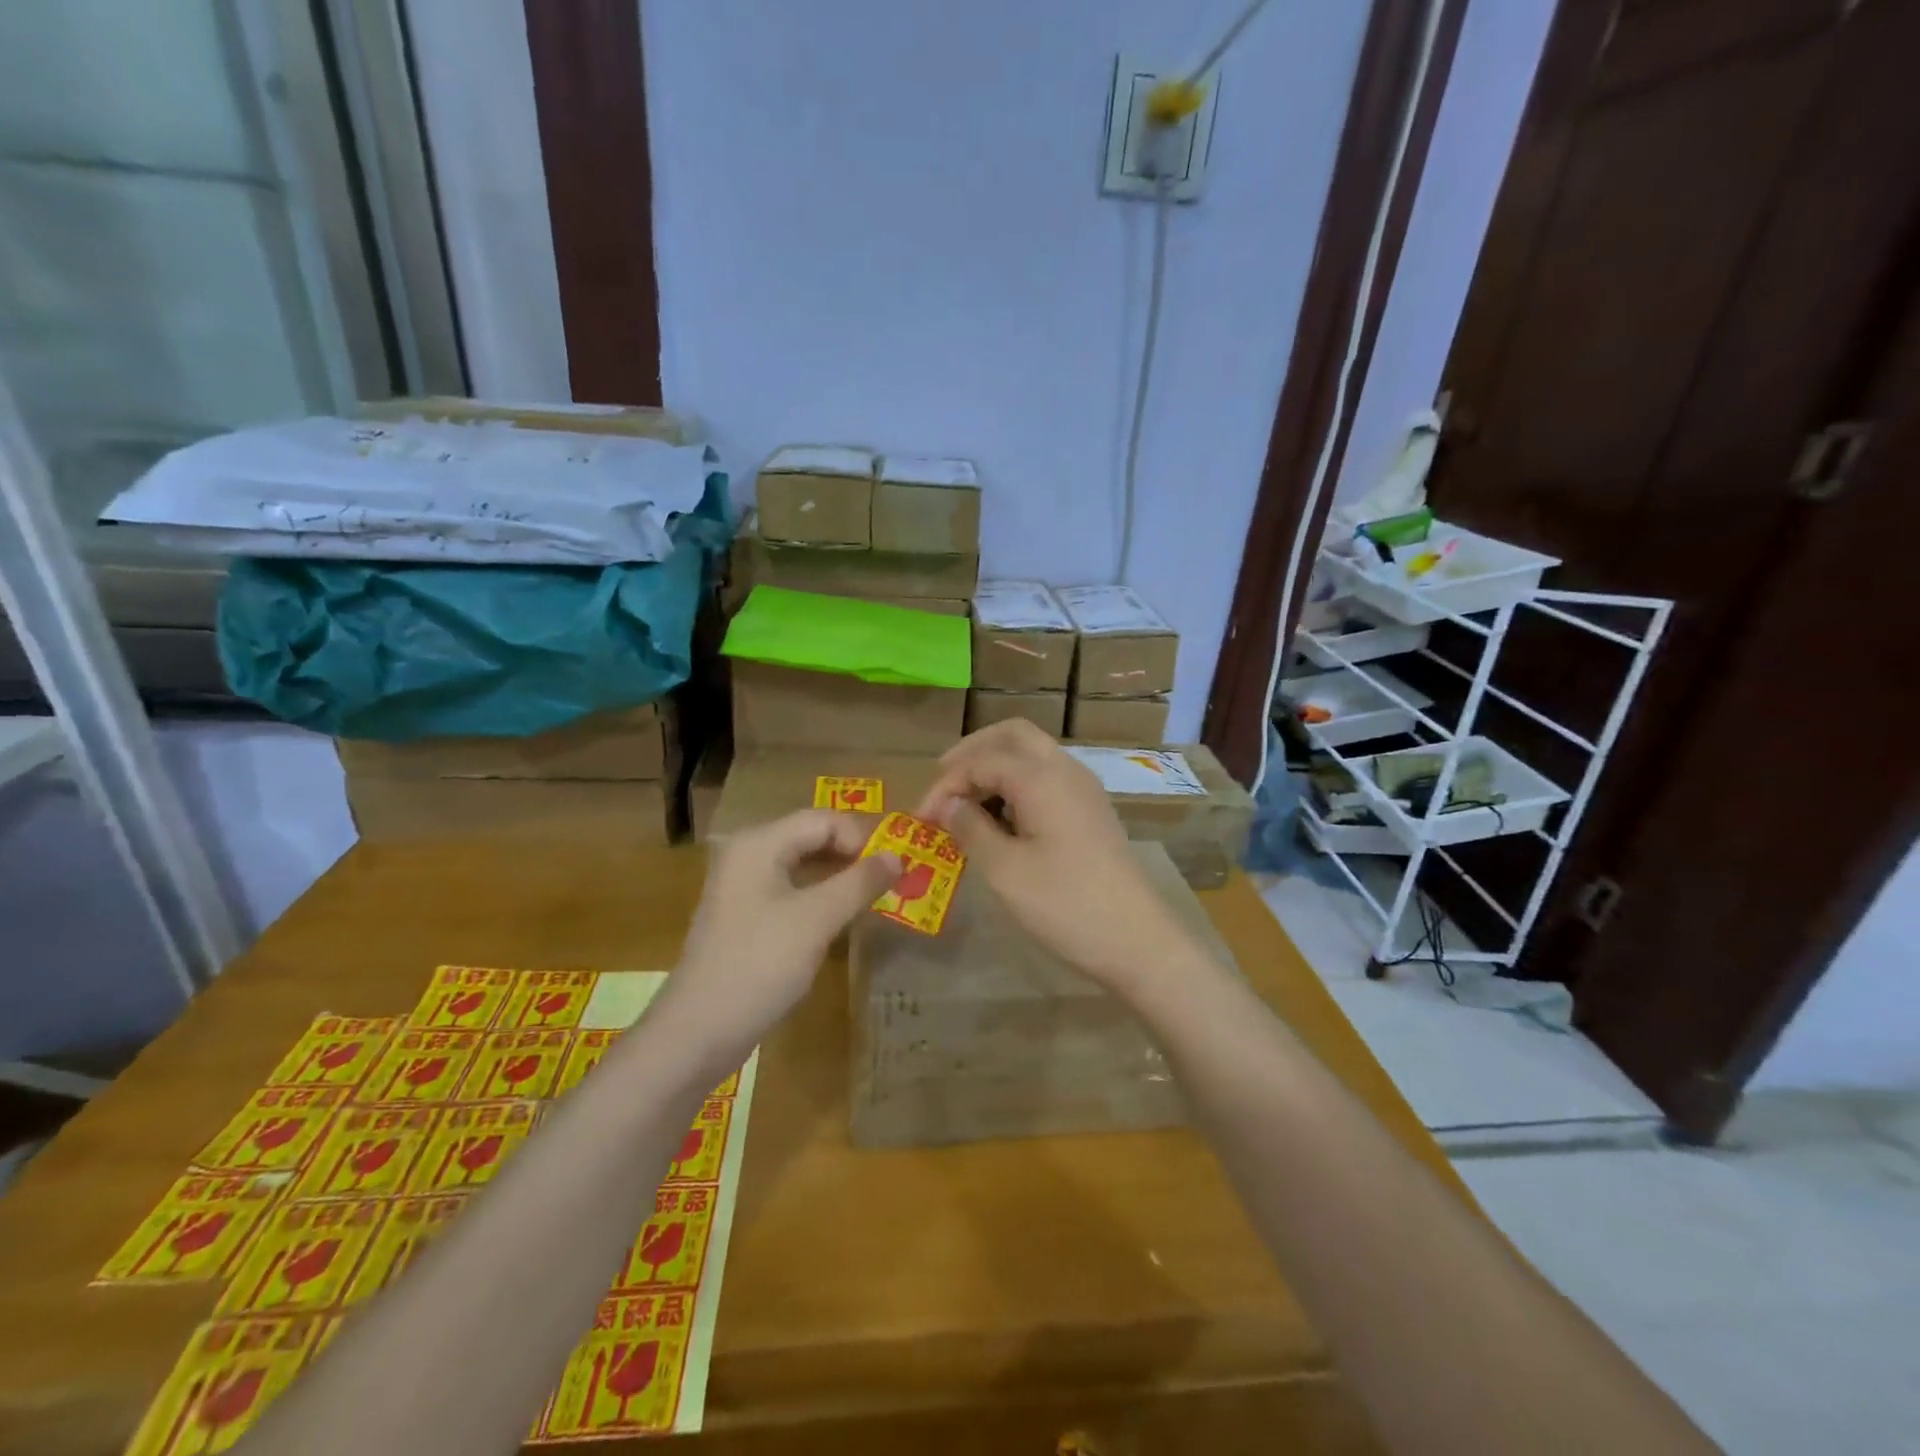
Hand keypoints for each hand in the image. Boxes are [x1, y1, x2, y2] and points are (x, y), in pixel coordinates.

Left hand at [657, 810, 899, 1059]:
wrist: (698, 1032)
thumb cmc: (760, 965)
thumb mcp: (818, 920)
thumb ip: (860, 882)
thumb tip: (898, 856)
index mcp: (759, 843)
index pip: (823, 819)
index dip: (862, 838)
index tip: (893, 870)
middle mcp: (747, 854)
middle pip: (812, 838)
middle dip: (853, 856)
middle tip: (891, 884)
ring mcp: (742, 887)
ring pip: (803, 866)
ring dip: (839, 879)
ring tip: (873, 900)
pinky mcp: (744, 917)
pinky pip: (791, 892)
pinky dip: (820, 899)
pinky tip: (841, 921)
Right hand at [916, 721, 1196, 993]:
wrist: (1138, 940)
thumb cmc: (1065, 904)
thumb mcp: (1005, 870)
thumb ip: (970, 829)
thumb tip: (947, 805)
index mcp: (1041, 777)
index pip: (981, 760)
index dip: (945, 784)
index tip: (921, 819)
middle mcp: (1065, 770)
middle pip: (1012, 736)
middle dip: (972, 753)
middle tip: (944, 784)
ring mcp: (1083, 789)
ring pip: (1032, 755)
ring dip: (996, 768)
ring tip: (966, 805)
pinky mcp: (1090, 811)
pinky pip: (1047, 779)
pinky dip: (1017, 785)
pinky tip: (1001, 821)